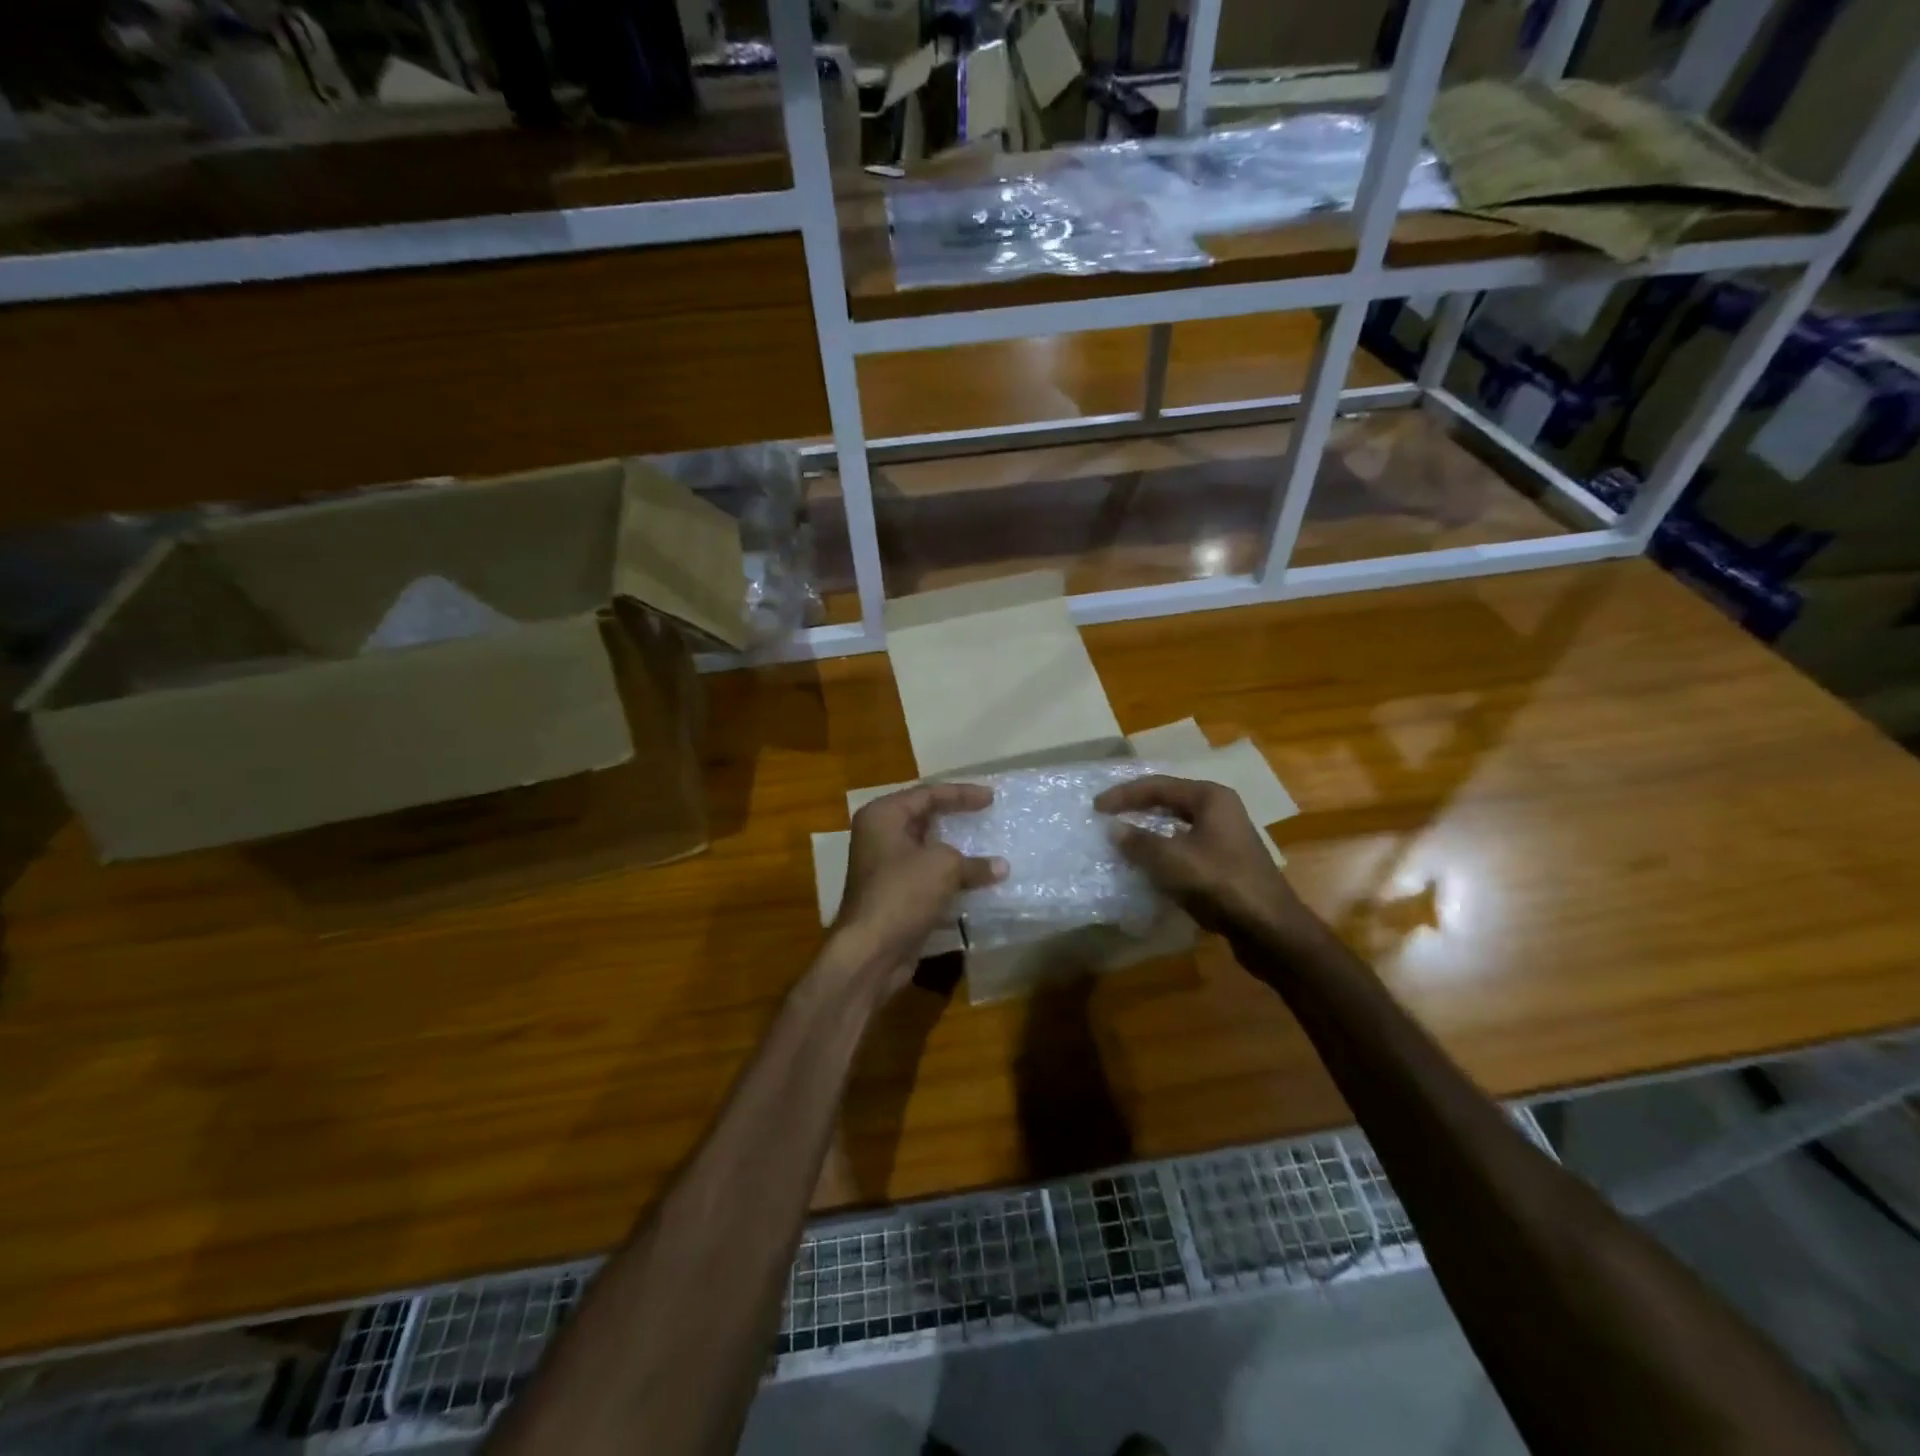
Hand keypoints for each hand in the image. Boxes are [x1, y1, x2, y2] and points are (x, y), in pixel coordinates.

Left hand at [830, 783, 1005, 984]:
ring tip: (986, 846)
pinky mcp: (893, 895)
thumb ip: (973, 862)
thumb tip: (1000, 867)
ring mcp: (884, 867)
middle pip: (924, 818)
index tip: (991, 797)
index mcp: (883, 816)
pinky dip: (949, 876)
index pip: (927, 794)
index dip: (961, 793)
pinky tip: (975, 881)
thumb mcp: (944, 867)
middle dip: (955, 817)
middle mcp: (878, 836)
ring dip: (955, 850)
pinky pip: (926, 876)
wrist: (871, 950)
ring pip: (926, 849)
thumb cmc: (903, 892)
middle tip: (986, 814)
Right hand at [1094, 775, 1307, 939]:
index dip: (1124, 795)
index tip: (1096, 807)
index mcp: (1210, 798)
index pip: (1158, 786)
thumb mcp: (1171, 859)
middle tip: (1107, 818)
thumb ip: (1138, 841)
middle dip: (1137, 809)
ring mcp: (1226, 838)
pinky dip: (1164, 853)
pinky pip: (1186, 849)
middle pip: (1169, 802)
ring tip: (1122, 840)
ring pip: (1177, 827)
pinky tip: (1148, 867)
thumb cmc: (1219, 883)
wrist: (1269, 928)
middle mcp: (1221, 810)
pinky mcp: (1226, 864)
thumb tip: (1113, 828)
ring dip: (1149, 833)